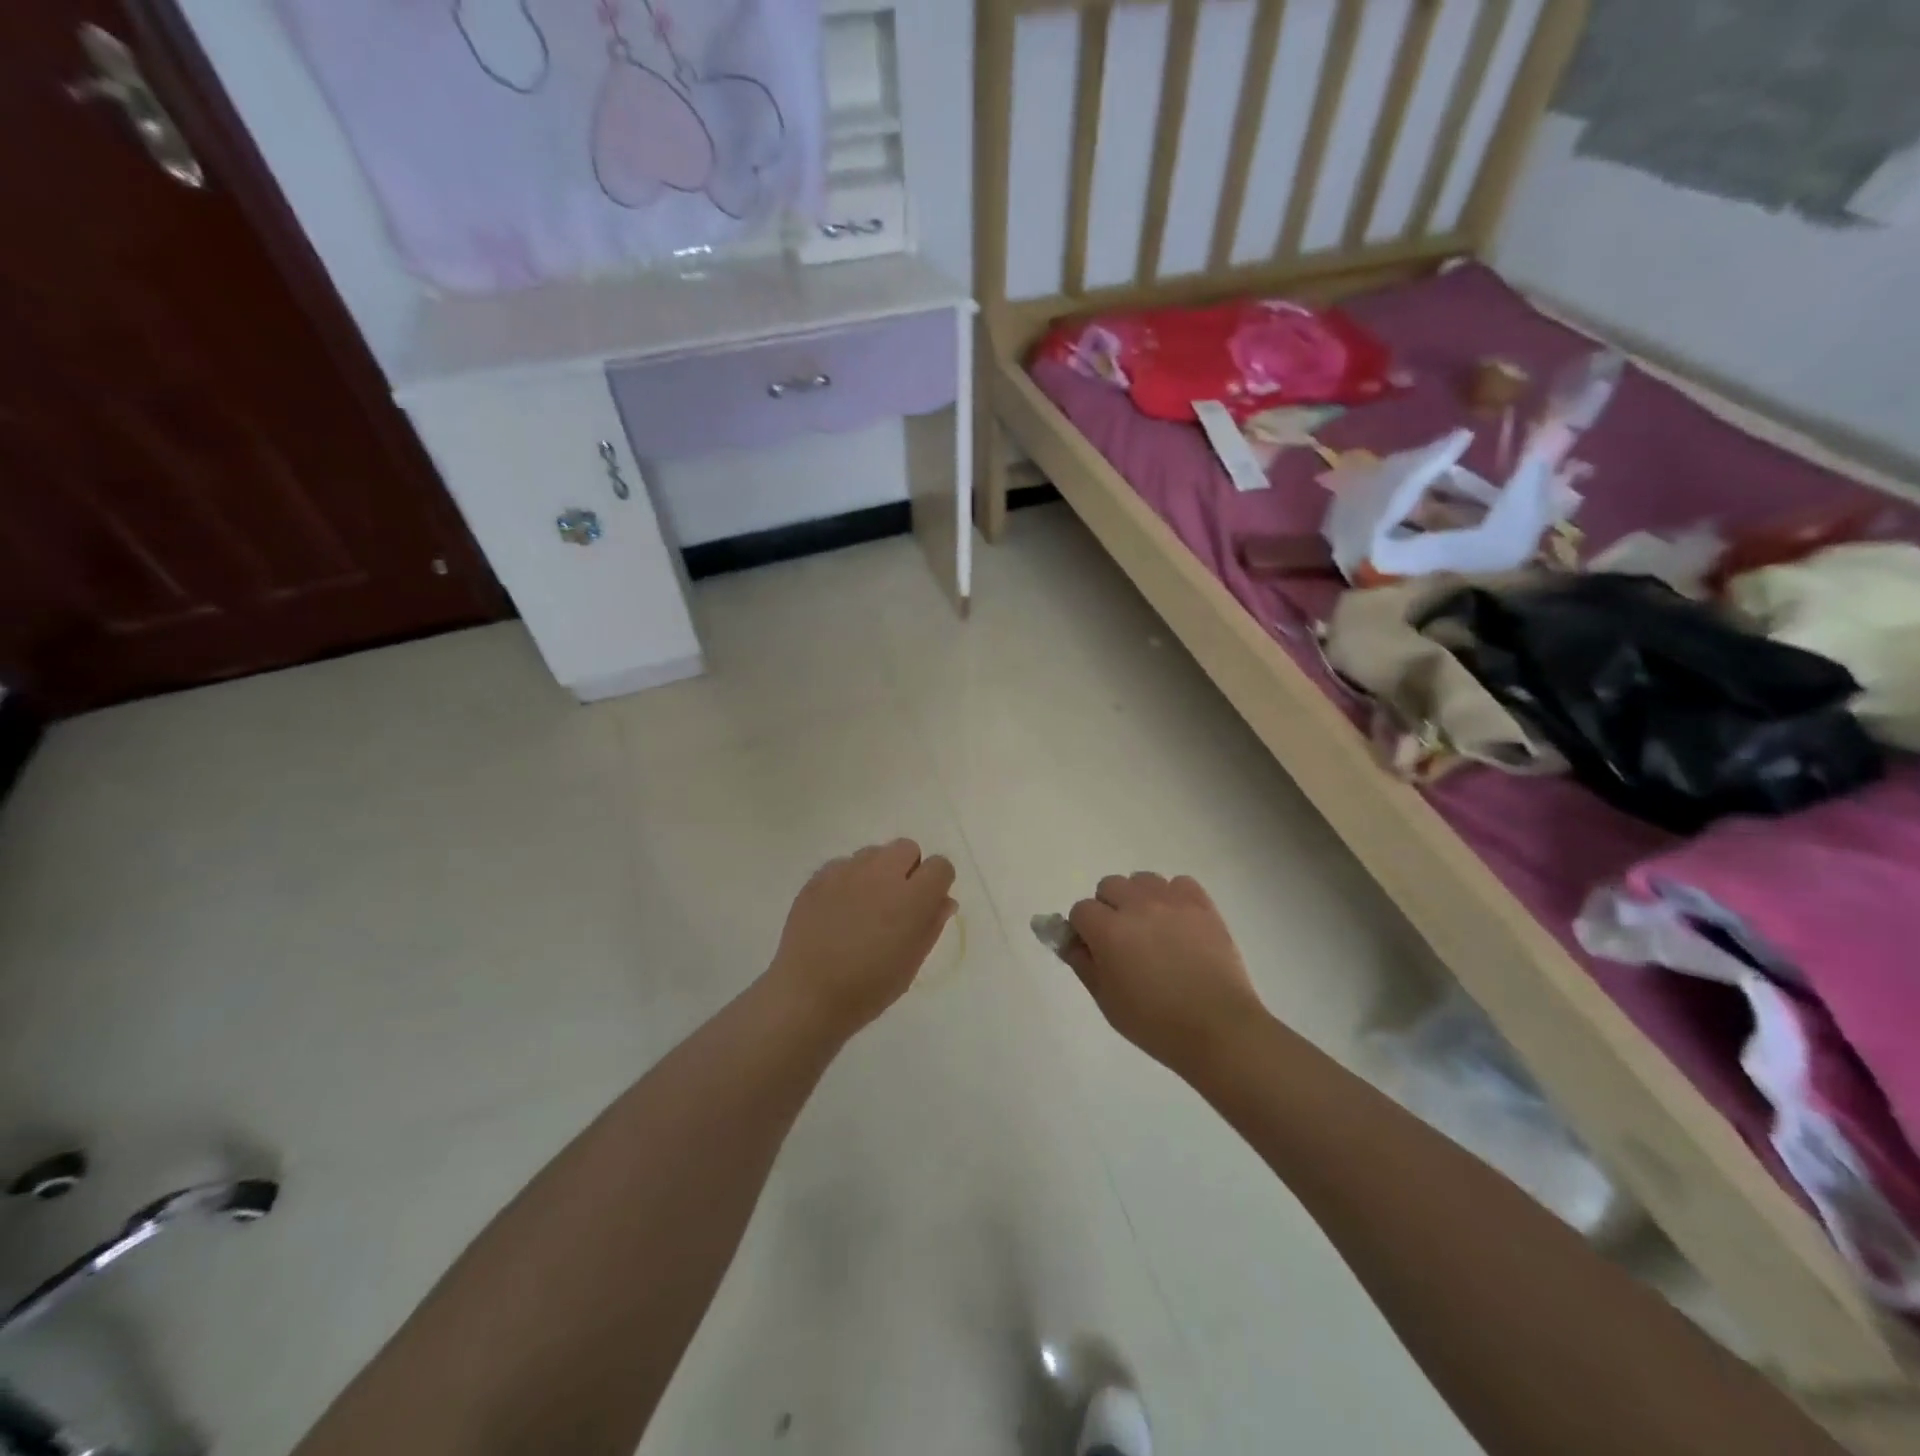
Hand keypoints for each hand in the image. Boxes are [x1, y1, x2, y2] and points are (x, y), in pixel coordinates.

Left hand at [766, 840, 957, 1037]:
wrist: (807, 995)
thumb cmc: (868, 988)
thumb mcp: (911, 963)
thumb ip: (932, 925)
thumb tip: (944, 900)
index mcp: (911, 898)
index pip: (940, 866)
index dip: (937, 883)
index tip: (927, 903)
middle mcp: (882, 874)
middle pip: (907, 848)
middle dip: (908, 869)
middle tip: (896, 902)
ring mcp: (847, 871)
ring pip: (874, 853)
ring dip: (877, 871)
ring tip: (864, 905)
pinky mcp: (819, 876)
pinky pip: (843, 865)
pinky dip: (848, 880)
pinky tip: (838, 909)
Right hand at [1063, 873, 1265, 1072]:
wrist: (1218, 1029)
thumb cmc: (1155, 1023)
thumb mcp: (1107, 1001)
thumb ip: (1083, 964)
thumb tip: (1071, 942)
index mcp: (1108, 930)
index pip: (1080, 910)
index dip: (1083, 930)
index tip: (1094, 950)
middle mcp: (1137, 906)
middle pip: (1109, 886)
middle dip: (1109, 908)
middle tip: (1122, 940)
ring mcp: (1172, 901)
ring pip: (1142, 879)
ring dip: (1139, 898)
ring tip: (1152, 928)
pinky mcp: (1202, 905)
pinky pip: (1180, 883)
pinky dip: (1174, 896)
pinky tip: (1179, 922)